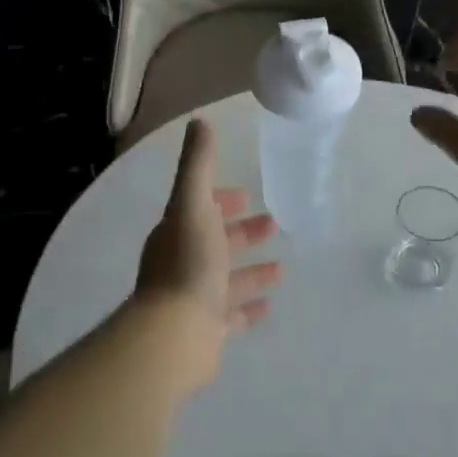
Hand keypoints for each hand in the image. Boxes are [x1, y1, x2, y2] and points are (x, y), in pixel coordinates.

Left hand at [126, 119, 282, 396]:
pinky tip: (269, 306)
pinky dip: (248, 308)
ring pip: (226, 280)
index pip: (200, 209)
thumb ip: (199, 165)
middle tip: (274, 224)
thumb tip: (200, 121)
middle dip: (242, 232)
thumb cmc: (188, 264)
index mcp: (177, 233)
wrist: (174, 335)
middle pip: (215, 242)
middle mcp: (182, 264)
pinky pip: (231, 316)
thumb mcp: (193, 205)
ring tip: (282, 268)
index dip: (221, 200)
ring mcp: (193, 299)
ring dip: (252, 271)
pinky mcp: (205, 331)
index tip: (246, 196)